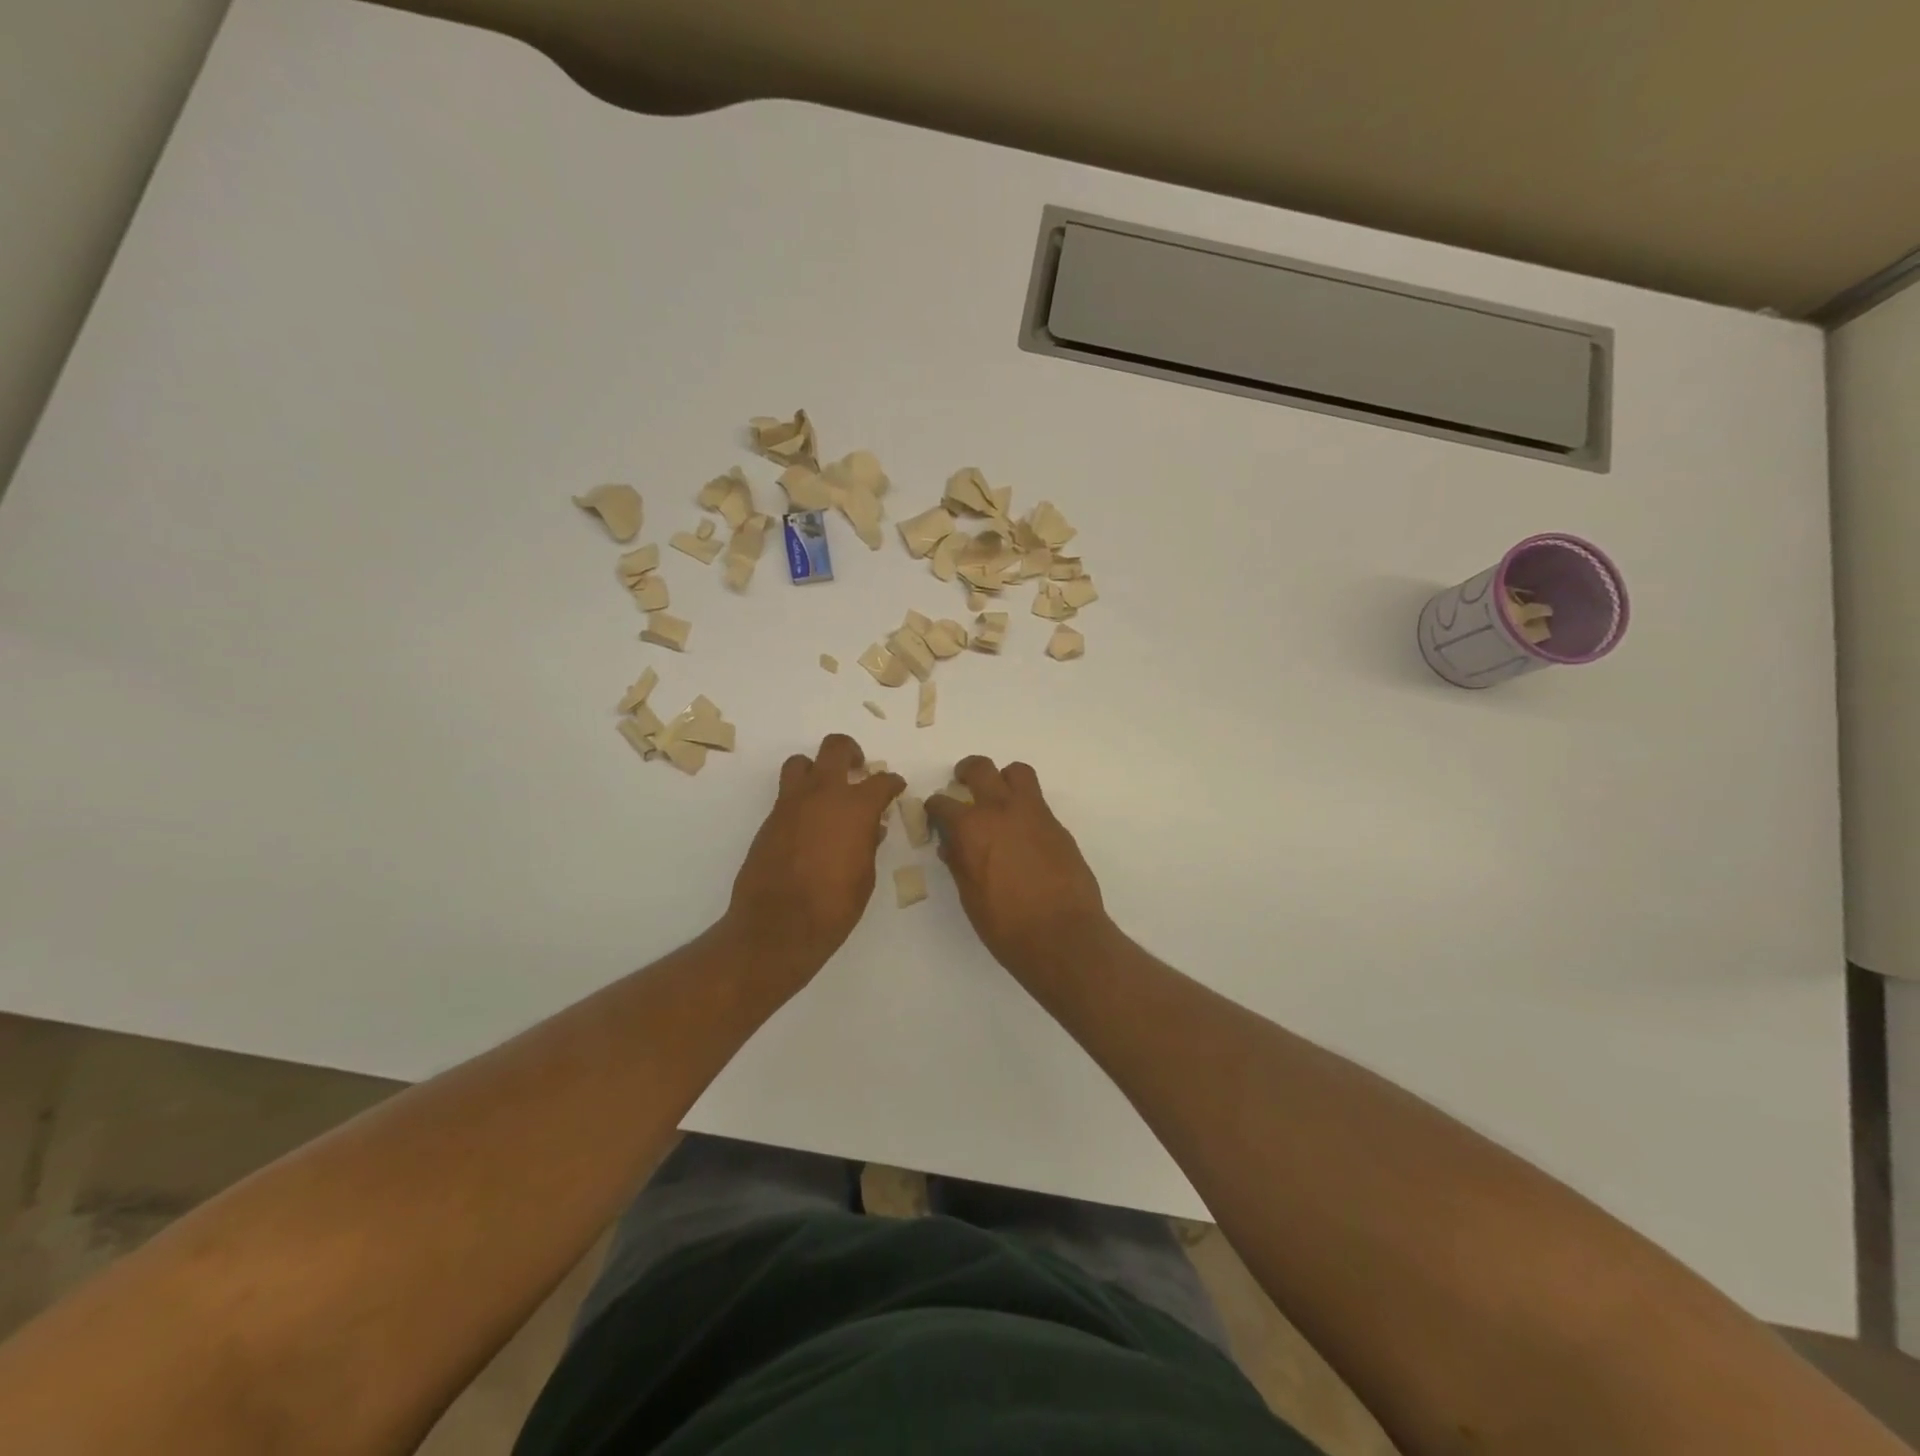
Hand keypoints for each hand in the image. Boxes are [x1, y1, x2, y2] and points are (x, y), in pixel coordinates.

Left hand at [726, 734, 904, 977]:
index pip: (881, 781)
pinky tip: (810, 824)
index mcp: (855, 807)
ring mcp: (791, 804)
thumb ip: (868, 843)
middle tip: (858, 768)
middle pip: (835, 748)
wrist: (778, 925)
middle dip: (851, 753)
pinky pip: (787, 794)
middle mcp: (823, 794)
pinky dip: (801, 799)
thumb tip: (871, 827)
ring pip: (801, 763)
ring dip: (816, 769)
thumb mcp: (865, 875)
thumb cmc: (834, 906)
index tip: (895, 787)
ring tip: (826, 789)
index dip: (892, 783)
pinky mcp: (770, 820)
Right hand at [926, 757, 1110, 981]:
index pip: (942, 803)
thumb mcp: (969, 896)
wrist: (1062, 935)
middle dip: (966, 772)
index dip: (934, 808)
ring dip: (1004, 779)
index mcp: (971, 828)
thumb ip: (959, 862)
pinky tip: (1022, 833)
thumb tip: (953, 845)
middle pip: (981, 769)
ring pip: (1017, 773)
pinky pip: (1037, 802)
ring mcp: (1034, 814)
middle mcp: (1001, 810)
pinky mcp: (1058, 826)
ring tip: (999, 798)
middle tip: (963, 783)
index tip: (935, 816)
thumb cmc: (1006, 925)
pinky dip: (1025, 807)